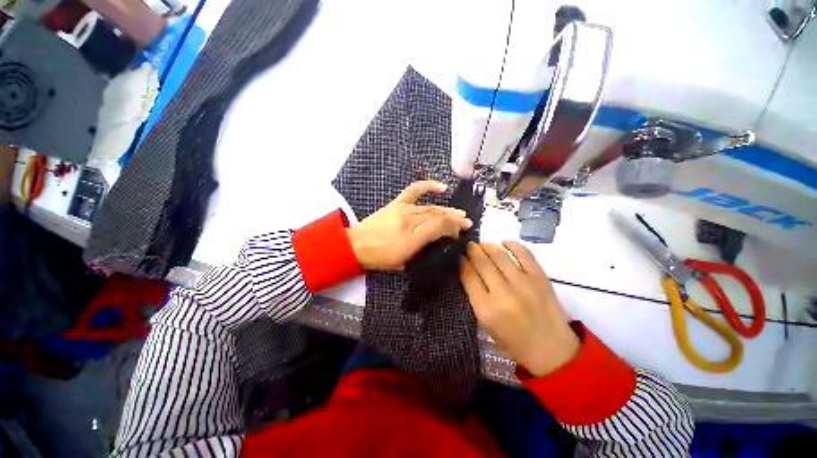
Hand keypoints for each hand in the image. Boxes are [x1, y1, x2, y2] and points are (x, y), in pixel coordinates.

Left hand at [346, 180, 472, 270]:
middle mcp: (410, 221)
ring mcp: (403, 209)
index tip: (460, 232)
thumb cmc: (380, 258)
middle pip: (437, 216)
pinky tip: (441, 187)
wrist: (355, 245)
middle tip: (467, 222)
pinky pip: (414, 190)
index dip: (453, 228)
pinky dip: (428, 186)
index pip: (440, 227)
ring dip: (447, 209)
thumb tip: (438, 242)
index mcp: (412, 238)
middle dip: (455, 219)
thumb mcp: (403, 263)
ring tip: (459, 212)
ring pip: (430, 207)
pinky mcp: (396, 203)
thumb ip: (422, 252)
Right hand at [460, 241, 579, 376]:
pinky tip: (504, 243)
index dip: (461, 261)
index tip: (459, 255)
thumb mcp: (485, 322)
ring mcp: (524, 283)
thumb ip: (474, 295)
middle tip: (468, 245)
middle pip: (482, 262)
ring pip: (499, 255)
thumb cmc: (512, 340)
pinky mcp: (540, 278)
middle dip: (472, 250)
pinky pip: (524, 253)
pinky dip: (512, 244)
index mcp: (486, 308)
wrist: (551, 349)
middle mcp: (503, 293)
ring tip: (482, 244)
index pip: (468, 275)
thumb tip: (467, 269)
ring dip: (487, 245)